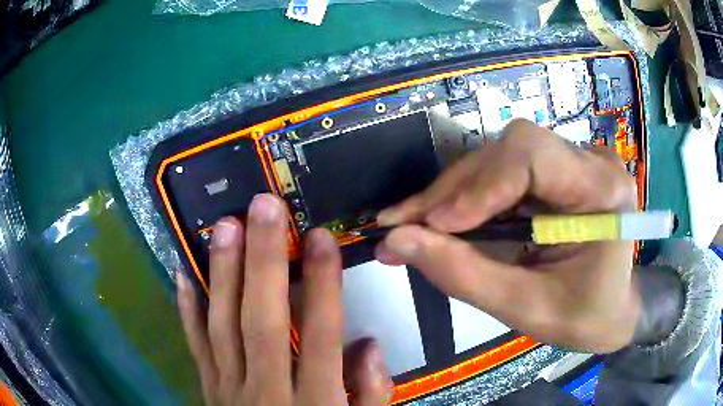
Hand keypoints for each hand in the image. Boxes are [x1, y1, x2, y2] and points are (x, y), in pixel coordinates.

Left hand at [177, 194, 391, 404]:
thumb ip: (369, 394)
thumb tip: (368, 346)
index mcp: (314, 404)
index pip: (318, 336)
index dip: (321, 285)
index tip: (320, 237)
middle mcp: (266, 392)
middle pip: (262, 322)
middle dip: (263, 262)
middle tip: (263, 208)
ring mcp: (228, 389)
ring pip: (222, 326)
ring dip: (223, 274)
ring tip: (225, 226)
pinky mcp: (209, 388)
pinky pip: (195, 345)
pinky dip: (187, 308)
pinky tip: (183, 272)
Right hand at [375, 119, 640, 352]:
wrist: (613, 308)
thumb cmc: (584, 317)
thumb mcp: (527, 309)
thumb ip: (465, 275)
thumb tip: (397, 241)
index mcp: (602, 190)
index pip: (532, 154)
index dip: (478, 184)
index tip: (433, 226)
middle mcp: (591, 161)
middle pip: (509, 151)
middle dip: (454, 191)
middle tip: (403, 226)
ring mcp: (575, 159)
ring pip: (499, 158)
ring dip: (453, 194)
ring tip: (414, 226)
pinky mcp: (558, 168)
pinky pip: (505, 171)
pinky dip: (469, 197)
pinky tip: (444, 220)